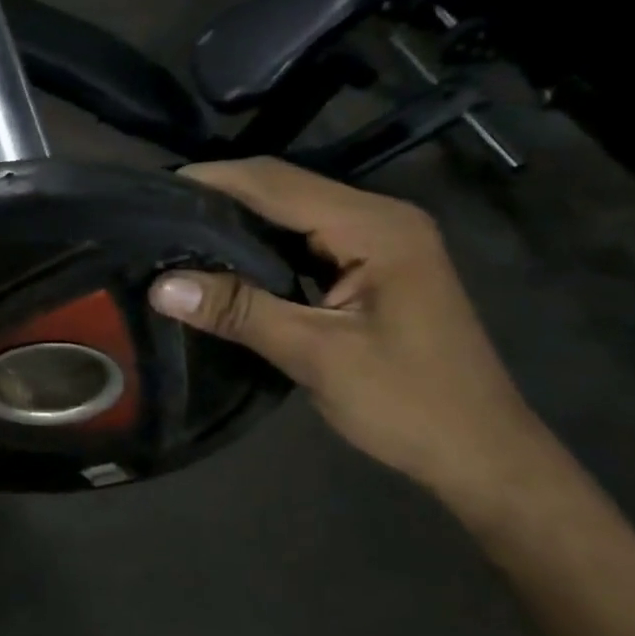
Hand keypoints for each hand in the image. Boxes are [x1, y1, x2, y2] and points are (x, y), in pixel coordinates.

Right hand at [148, 158, 556, 505]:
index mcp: (375, 227)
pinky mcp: (371, 267)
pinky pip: (304, 241)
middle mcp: (380, 219)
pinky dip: (260, 246)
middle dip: (219, 197)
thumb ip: (239, 312)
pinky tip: (223, 262)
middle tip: (154, 215)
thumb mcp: (316, 356)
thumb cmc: (409, 404)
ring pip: (291, 214)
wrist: (483, 455)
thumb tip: (161, 285)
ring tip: (175, 234)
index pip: (276, 183)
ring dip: (237, 221)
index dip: (213, 180)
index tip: (151, 191)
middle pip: (283, 189)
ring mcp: (379, 241)